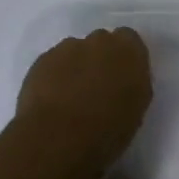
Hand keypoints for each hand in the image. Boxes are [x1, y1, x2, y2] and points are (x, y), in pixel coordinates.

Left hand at [15, 28, 152, 178]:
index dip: (124, 58)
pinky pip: (53, 64)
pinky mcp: (41, 60)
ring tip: (70, 98)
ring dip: (75, 67)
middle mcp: (100, 41)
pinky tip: (52, 101)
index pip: (129, 40)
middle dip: (99, 59)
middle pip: (101, 42)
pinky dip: (54, 77)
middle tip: (97, 88)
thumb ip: (133, 84)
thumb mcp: (137, 109)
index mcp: (129, 51)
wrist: (58, 139)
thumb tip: (123, 80)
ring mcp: (67, 48)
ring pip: (74, 52)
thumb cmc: (108, 130)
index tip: (121, 77)